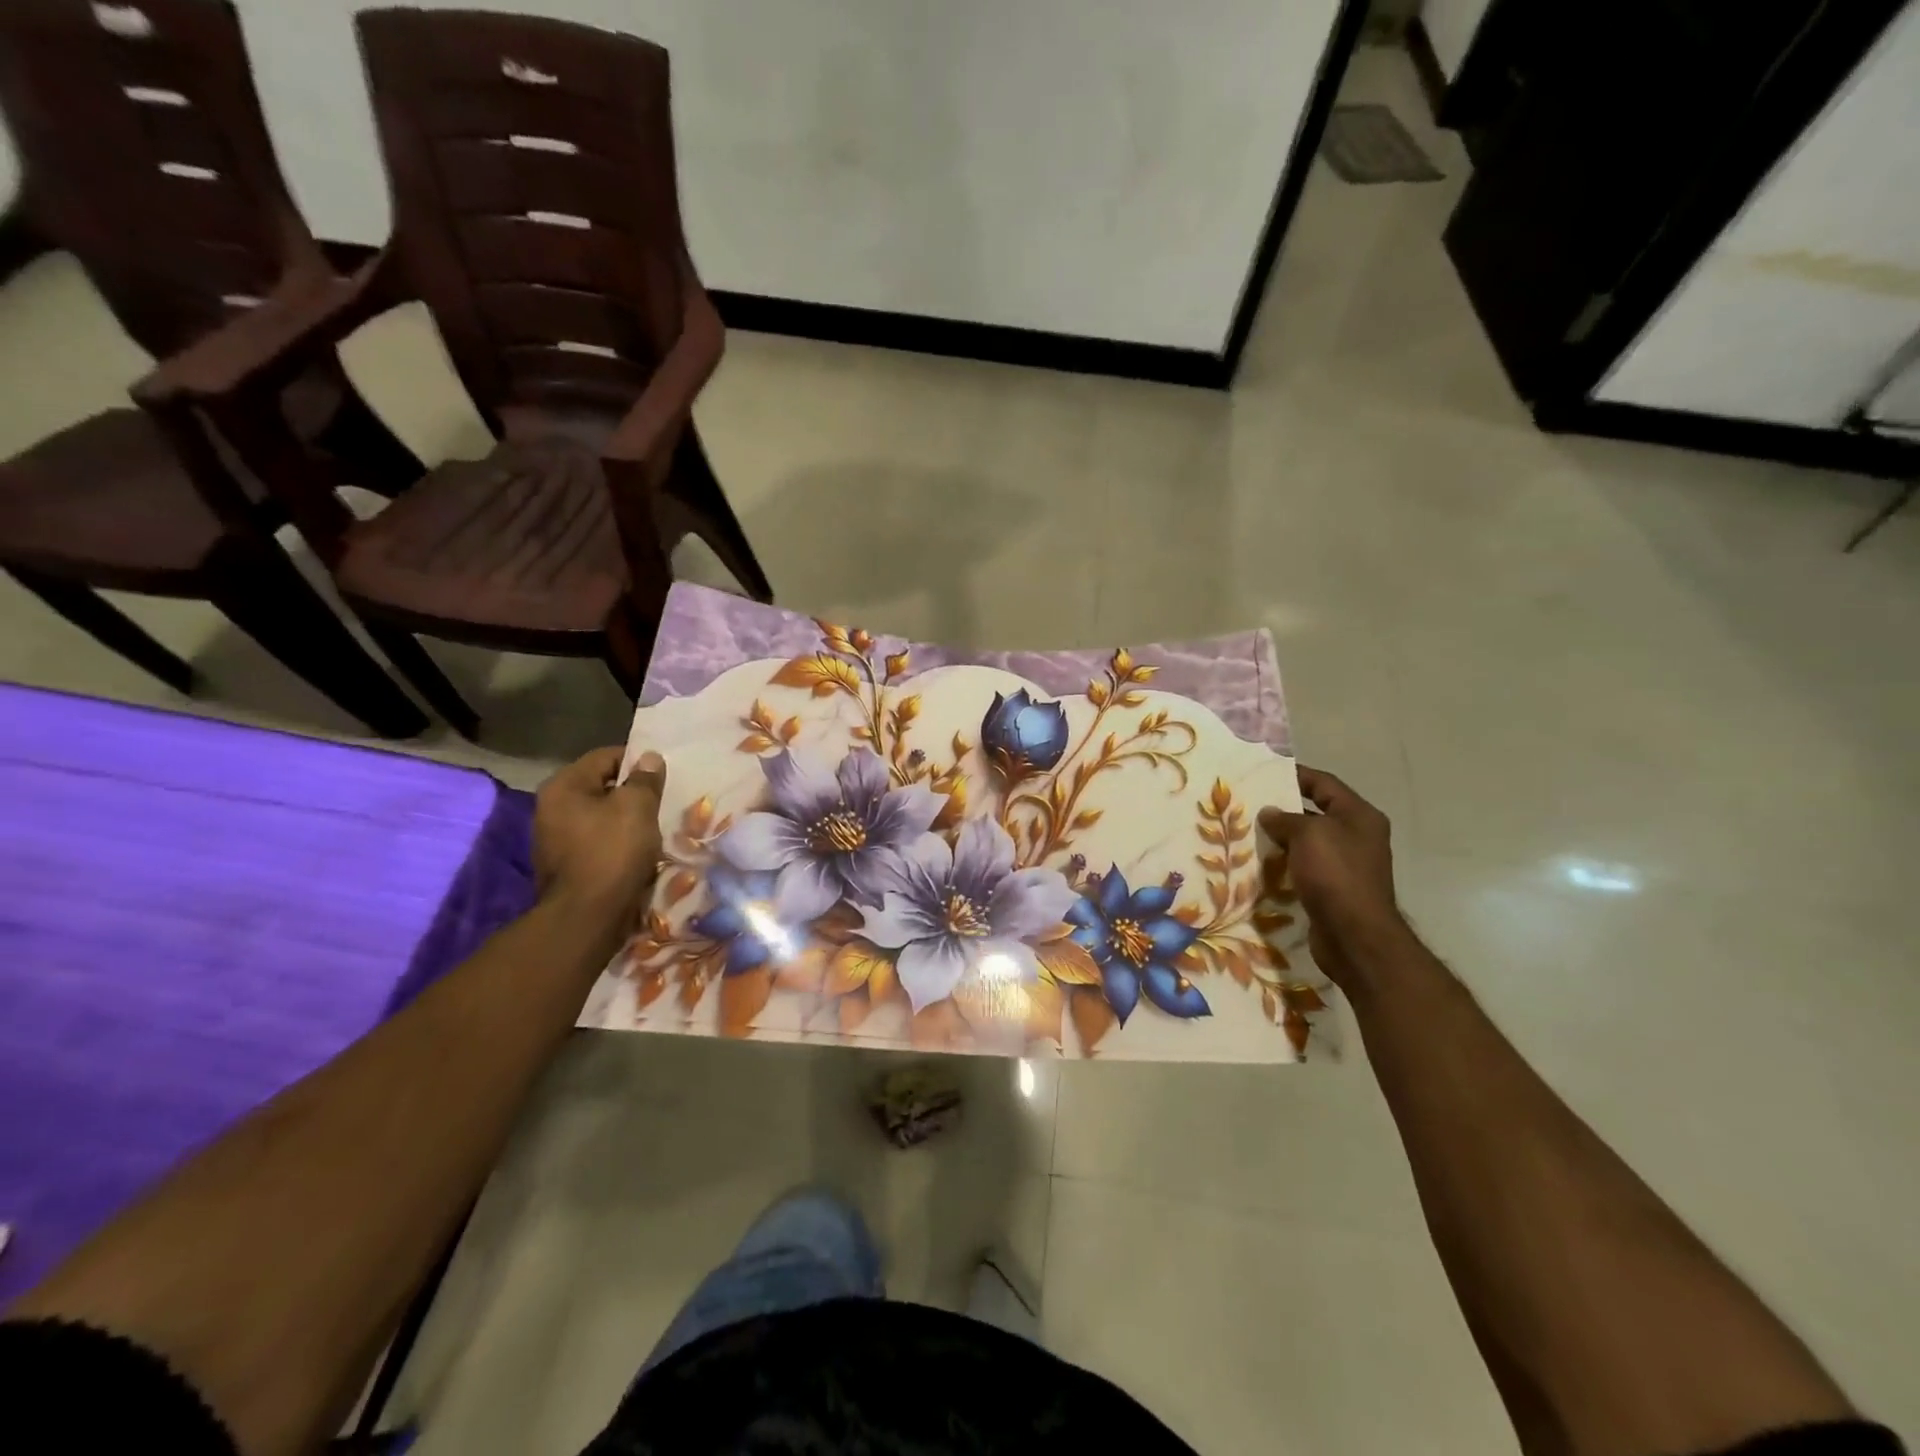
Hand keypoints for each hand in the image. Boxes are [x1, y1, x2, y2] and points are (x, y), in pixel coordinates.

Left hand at [533, 747, 666, 922]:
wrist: (587, 916)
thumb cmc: (612, 851)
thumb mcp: (637, 807)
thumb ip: (645, 779)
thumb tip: (648, 758)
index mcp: (563, 786)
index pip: (606, 757)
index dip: (637, 762)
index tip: (662, 776)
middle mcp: (550, 808)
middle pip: (601, 787)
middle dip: (631, 794)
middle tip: (660, 803)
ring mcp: (553, 839)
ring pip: (599, 817)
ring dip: (625, 821)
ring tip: (652, 830)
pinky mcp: (564, 865)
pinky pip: (596, 842)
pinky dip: (616, 843)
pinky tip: (636, 853)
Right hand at [1258, 767, 1407, 988]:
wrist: (1355, 935)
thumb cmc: (1335, 874)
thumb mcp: (1308, 835)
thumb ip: (1285, 819)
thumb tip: (1269, 814)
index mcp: (1359, 815)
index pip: (1324, 784)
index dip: (1296, 775)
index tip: (1265, 773)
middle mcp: (1357, 836)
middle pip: (1316, 812)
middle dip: (1284, 809)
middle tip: (1250, 804)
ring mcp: (1348, 864)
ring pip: (1309, 842)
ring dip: (1282, 839)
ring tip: (1249, 833)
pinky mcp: (1335, 889)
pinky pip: (1306, 867)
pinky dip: (1286, 864)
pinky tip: (1262, 865)